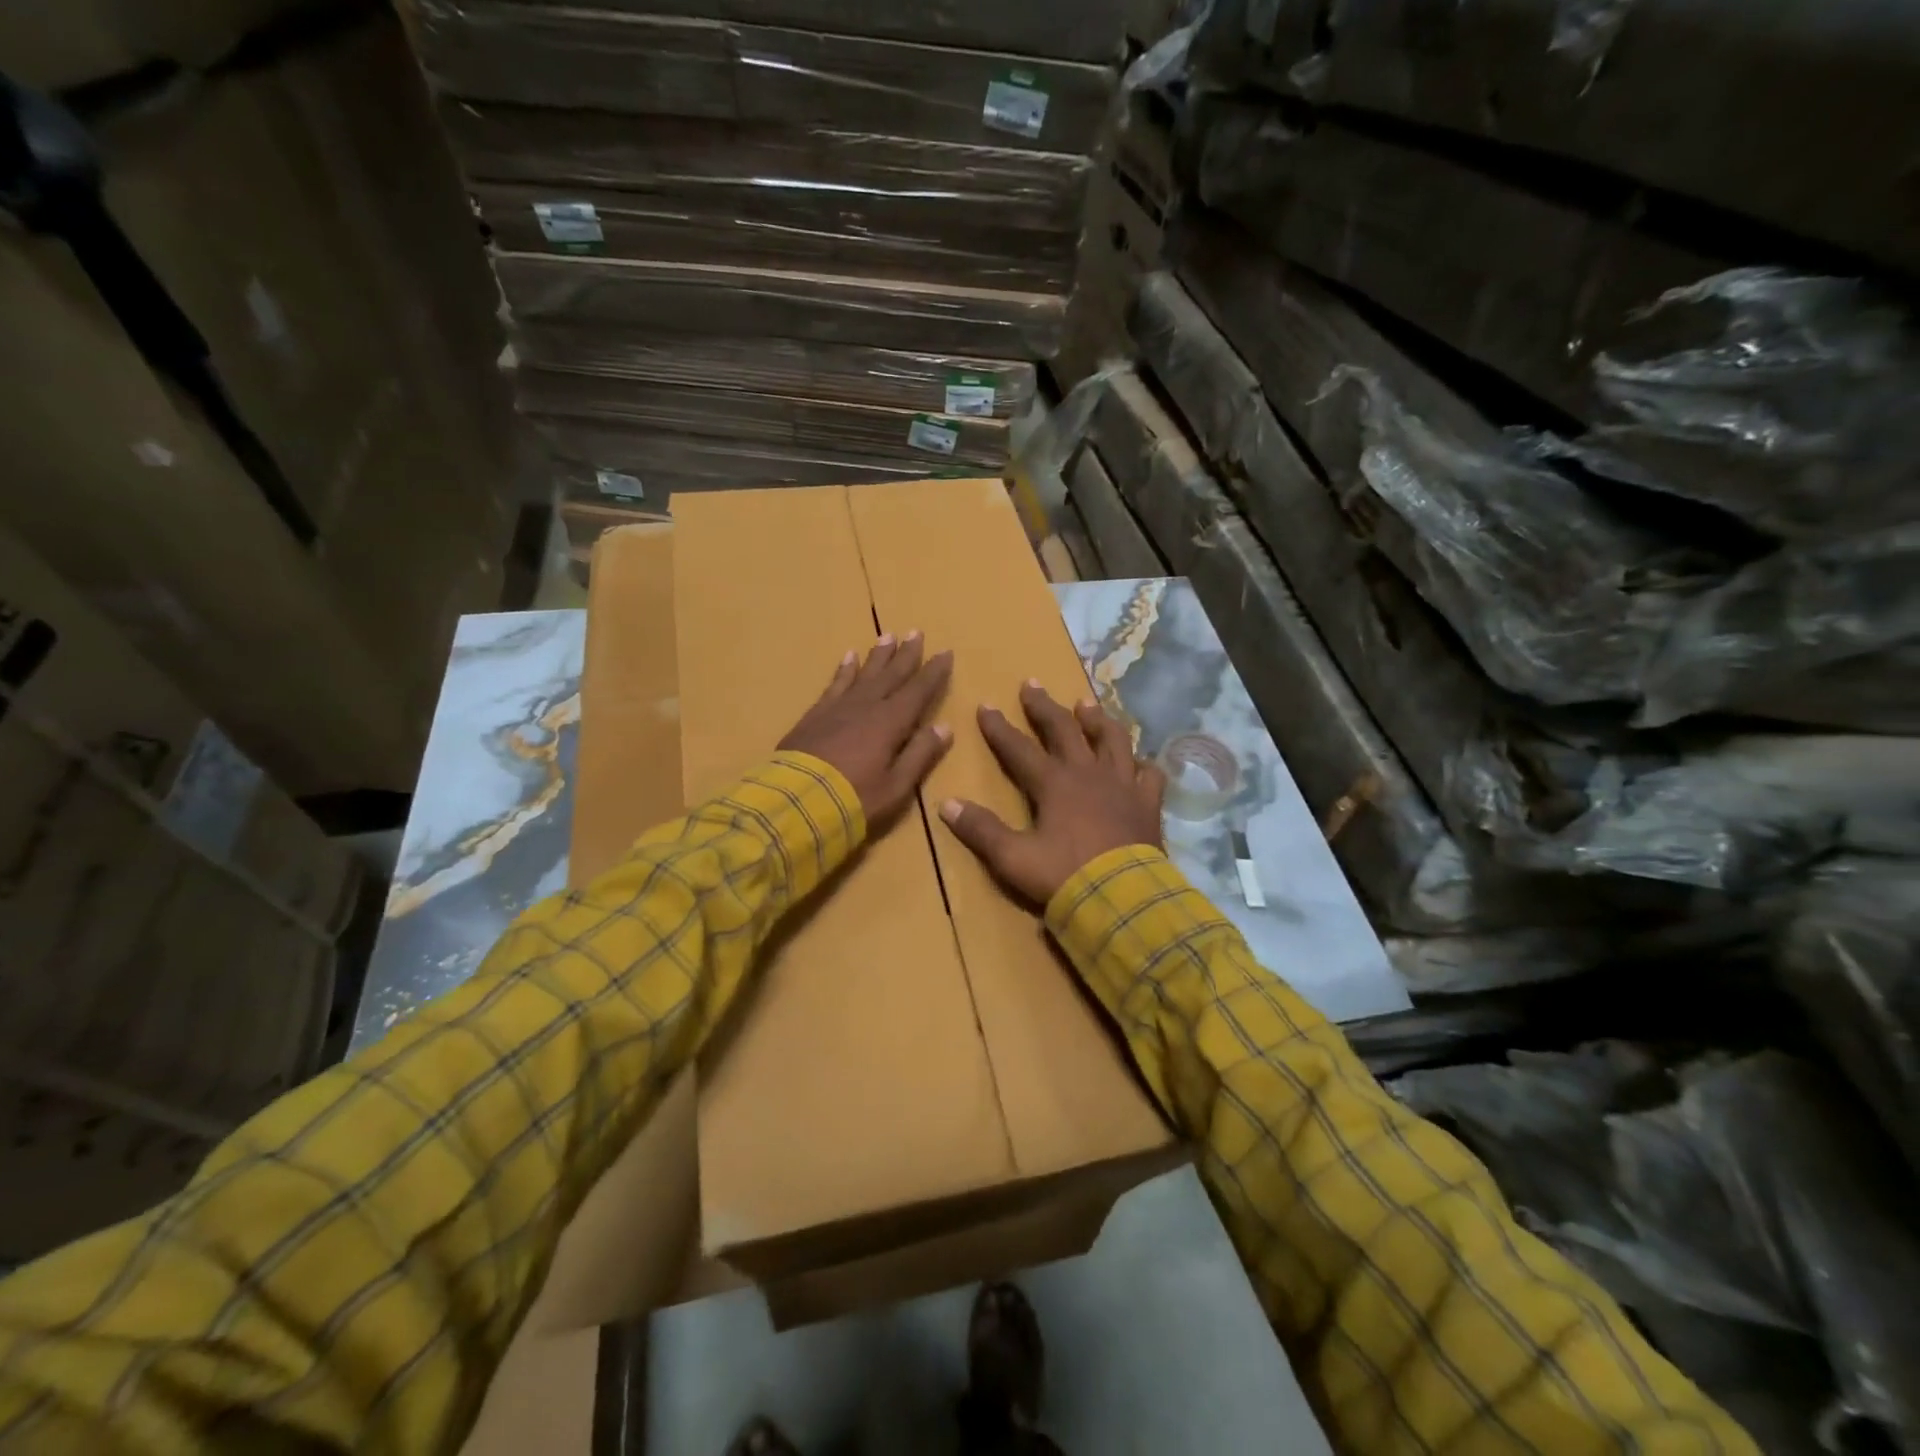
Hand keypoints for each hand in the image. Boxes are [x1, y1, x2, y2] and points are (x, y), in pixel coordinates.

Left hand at [779, 632, 953, 826]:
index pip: (918, 690)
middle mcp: (867, 706)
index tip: (945, 653)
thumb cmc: (854, 799)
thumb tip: (944, 727)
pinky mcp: (815, 715)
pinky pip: (835, 684)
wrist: (796, 802)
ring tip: (887, 636)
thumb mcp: (897, 785)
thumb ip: (920, 754)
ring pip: (864, 673)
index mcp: (891, 722)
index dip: (933, 672)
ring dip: (878, 656)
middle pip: (891, 675)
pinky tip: (848, 657)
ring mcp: (838, 708)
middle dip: (906, 654)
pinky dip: (844, 670)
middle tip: (916, 632)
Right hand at [939, 681, 1165, 905]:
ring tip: (1086, 704)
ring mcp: (1123, 785)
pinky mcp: (1148, 803)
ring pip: (1112, 740)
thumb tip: (947, 804)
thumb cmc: (1064, 876)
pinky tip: (1138, 761)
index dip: (999, 728)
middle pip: (1065, 730)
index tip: (986, 706)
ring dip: (1097, 720)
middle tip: (1032, 684)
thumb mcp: (1012, 857)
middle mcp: (1089, 774)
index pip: (1019, 748)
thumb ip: (981, 830)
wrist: (1122, 899)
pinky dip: (1142, 764)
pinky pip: (1149, 774)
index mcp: (1054, 784)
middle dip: (1044, 707)